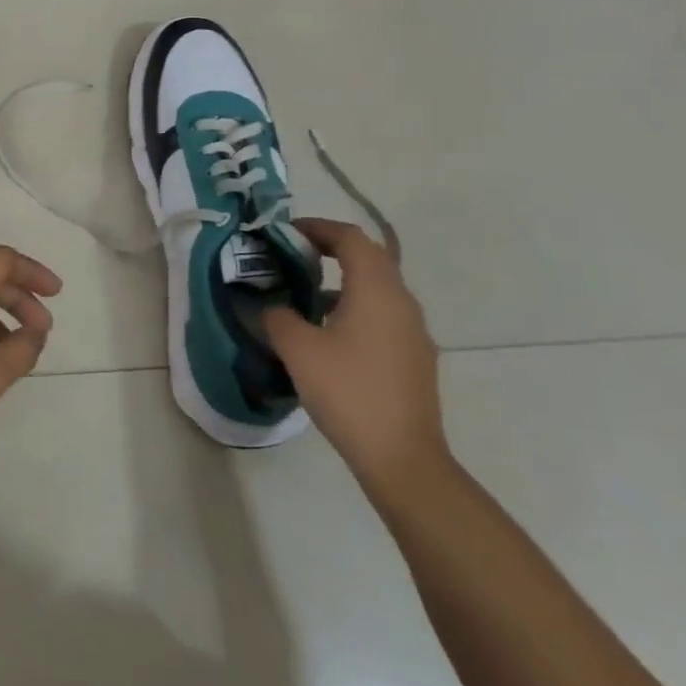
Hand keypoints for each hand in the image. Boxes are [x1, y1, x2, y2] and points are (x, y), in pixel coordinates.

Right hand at [262, 220, 448, 500]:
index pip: (350, 237)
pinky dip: (355, 308)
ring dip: (343, 281)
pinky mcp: (415, 357)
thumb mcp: (299, 350)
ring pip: (377, 288)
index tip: (287, 232)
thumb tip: (271, 306)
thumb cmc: (348, 392)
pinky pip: (383, 315)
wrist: (402, 458)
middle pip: (368, 258)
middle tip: (294, 256)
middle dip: (330, 250)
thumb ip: (278, 317)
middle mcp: (401, 301)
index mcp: (376, 289)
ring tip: (305, 297)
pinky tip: (329, 336)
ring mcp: (413, 331)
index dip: (317, 227)